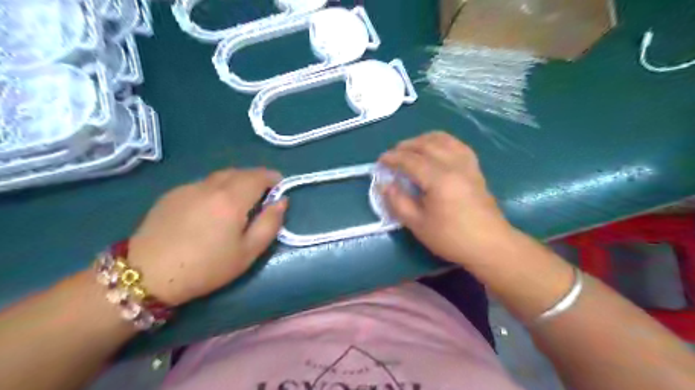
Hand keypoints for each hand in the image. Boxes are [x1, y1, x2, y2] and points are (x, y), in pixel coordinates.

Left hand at [127, 168, 285, 303]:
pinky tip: (211, 208)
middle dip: (256, 178)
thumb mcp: (248, 252)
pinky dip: (216, 188)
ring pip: (220, 176)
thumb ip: (270, 223)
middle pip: (240, 172)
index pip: (259, 176)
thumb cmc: (207, 267)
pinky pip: (203, 184)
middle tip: (262, 194)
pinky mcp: (172, 194)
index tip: (280, 186)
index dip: (273, 178)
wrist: (147, 275)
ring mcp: (189, 187)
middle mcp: (211, 185)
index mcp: (232, 198)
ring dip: (236, 181)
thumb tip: (282, 201)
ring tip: (239, 200)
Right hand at [380, 133, 514, 266]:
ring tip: (411, 148)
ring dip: (423, 140)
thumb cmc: (451, 238)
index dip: (393, 158)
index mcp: (439, 179)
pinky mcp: (475, 169)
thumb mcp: (418, 224)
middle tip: (392, 155)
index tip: (380, 161)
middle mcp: (454, 165)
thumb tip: (384, 185)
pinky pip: (457, 145)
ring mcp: (467, 164)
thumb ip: (398, 202)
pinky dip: (442, 142)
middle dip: (405, 146)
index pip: (411, 160)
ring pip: (443, 140)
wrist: (490, 245)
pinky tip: (436, 149)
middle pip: (426, 145)